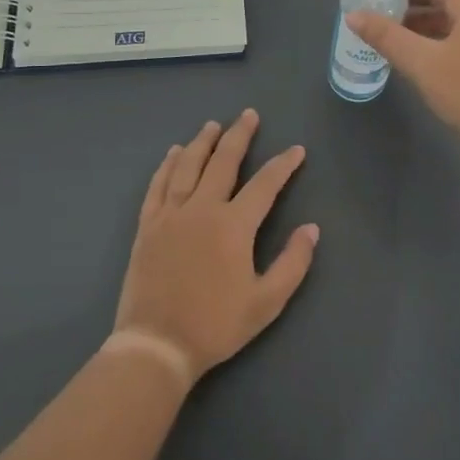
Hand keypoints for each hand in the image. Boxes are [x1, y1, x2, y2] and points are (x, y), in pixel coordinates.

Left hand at [113, 109, 318, 386]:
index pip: (265, 184)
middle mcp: (202, 209)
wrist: (157, 344)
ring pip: (188, 166)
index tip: (296, 150)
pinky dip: (167, 166)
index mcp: (234, 225)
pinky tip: (173, 153)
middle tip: (248, 115)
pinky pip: (158, 186)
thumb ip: (292, 263)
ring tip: (212, 125)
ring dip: (202, 142)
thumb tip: (311, 228)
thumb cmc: (216, 325)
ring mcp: (171, 215)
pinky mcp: (147, 226)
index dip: (283, 165)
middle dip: (239, 136)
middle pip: (223, 162)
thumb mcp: (266, 302)